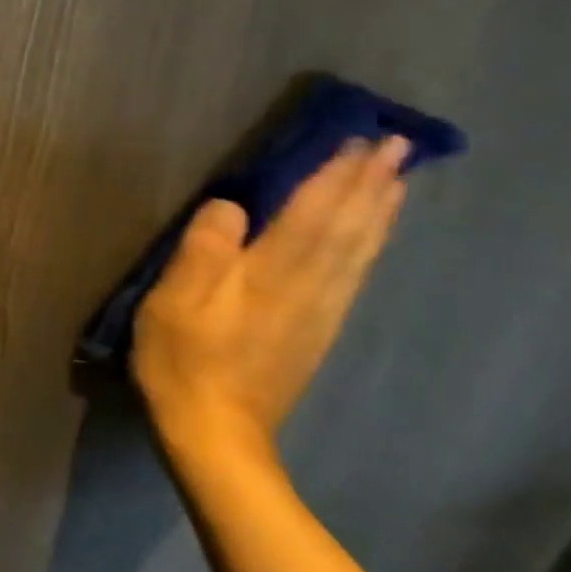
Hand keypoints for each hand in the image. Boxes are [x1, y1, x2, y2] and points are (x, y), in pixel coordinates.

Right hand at [132, 136, 409, 459]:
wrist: (215, 432)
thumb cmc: (182, 360)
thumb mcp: (174, 302)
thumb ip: (203, 251)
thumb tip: (232, 205)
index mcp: (270, 275)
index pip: (311, 214)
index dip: (335, 176)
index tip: (360, 140)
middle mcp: (308, 288)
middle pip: (346, 229)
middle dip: (370, 185)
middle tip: (396, 146)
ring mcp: (319, 312)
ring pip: (358, 251)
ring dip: (377, 212)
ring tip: (396, 181)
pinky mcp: (316, 331)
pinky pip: (353, 275)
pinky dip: (368, 246)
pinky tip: (370, 238)